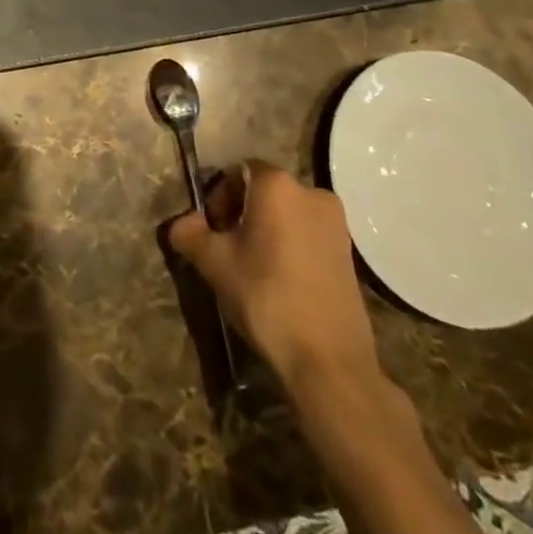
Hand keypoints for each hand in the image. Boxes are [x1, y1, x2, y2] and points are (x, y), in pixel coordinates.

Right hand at [168, 161, 380, 392]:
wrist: (328, 361)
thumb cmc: (265, 297)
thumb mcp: (213, 262)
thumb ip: (189, 233)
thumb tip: (182, 225)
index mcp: (277, 184)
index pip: (236, 172)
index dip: (218, 197)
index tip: (213, 231)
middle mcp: (311, 193)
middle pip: (263, 191)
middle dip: (241, 213)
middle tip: (228, 250)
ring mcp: (337, 224)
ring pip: (286, 214)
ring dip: (265, 230)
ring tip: (253, 268)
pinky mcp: (350, 253)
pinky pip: (307, 234)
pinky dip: (289, 246)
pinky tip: (280, 281)